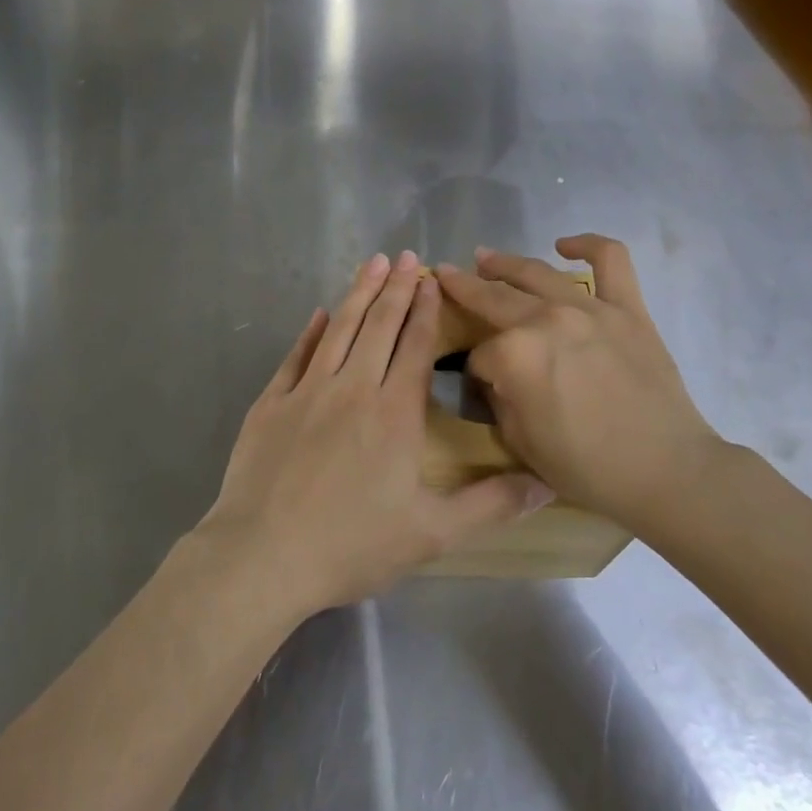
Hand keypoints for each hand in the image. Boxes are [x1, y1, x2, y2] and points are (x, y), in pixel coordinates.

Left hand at [197, 251, 550, 617]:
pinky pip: (295, 356)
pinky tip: (319, 314)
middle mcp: (352, 388)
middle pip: (378, 326)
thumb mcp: (433, 534)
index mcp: (393, 412)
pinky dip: (310, 332)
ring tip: (370, 263)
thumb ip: (491, 505)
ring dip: (357, 294)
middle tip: (404, 255)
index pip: (415, 347)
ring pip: (339, 329)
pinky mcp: (271, 403)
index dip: (425, 310)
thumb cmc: (352, 545)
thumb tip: (547, 484)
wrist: (263, 556)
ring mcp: (307, 391)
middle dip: (394, 288)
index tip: (431, 280)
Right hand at [435, 235, 725, 531]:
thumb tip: (500, 378)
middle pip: (493, 298)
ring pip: (536, 272)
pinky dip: (587, 245)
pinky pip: (610, 260)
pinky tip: (565, 245)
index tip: (482, 384)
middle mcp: (544, 320)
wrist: (667, 472)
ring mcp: (588, 308)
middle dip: (463, 288)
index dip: (476, 372)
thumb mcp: (521, 444)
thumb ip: (501, 400)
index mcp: (514, 355)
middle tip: (447, 275)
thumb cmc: (588, 468)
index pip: (479, 355)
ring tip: (486, 258)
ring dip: (504, 262)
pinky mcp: (626, 308)